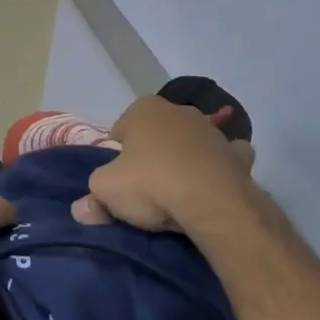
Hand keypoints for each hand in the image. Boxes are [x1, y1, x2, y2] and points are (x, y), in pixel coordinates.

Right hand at [71, 96, 256, 234]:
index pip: (121, 128)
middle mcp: (178, 110)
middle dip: (151, 153)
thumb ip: (92, 197)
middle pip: (156, 134)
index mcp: (144, 109)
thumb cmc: (151, 184)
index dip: (117, 154)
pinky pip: (224, 158)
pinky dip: (219, 168)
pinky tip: (212, 187)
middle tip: (145, 186)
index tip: (119, 177)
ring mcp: (212, 131)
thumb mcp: (106, 191)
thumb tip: (80, 211)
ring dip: (184, 160)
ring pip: (190, 143)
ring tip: (177, 193)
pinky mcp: (239, 155)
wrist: (213, 204)